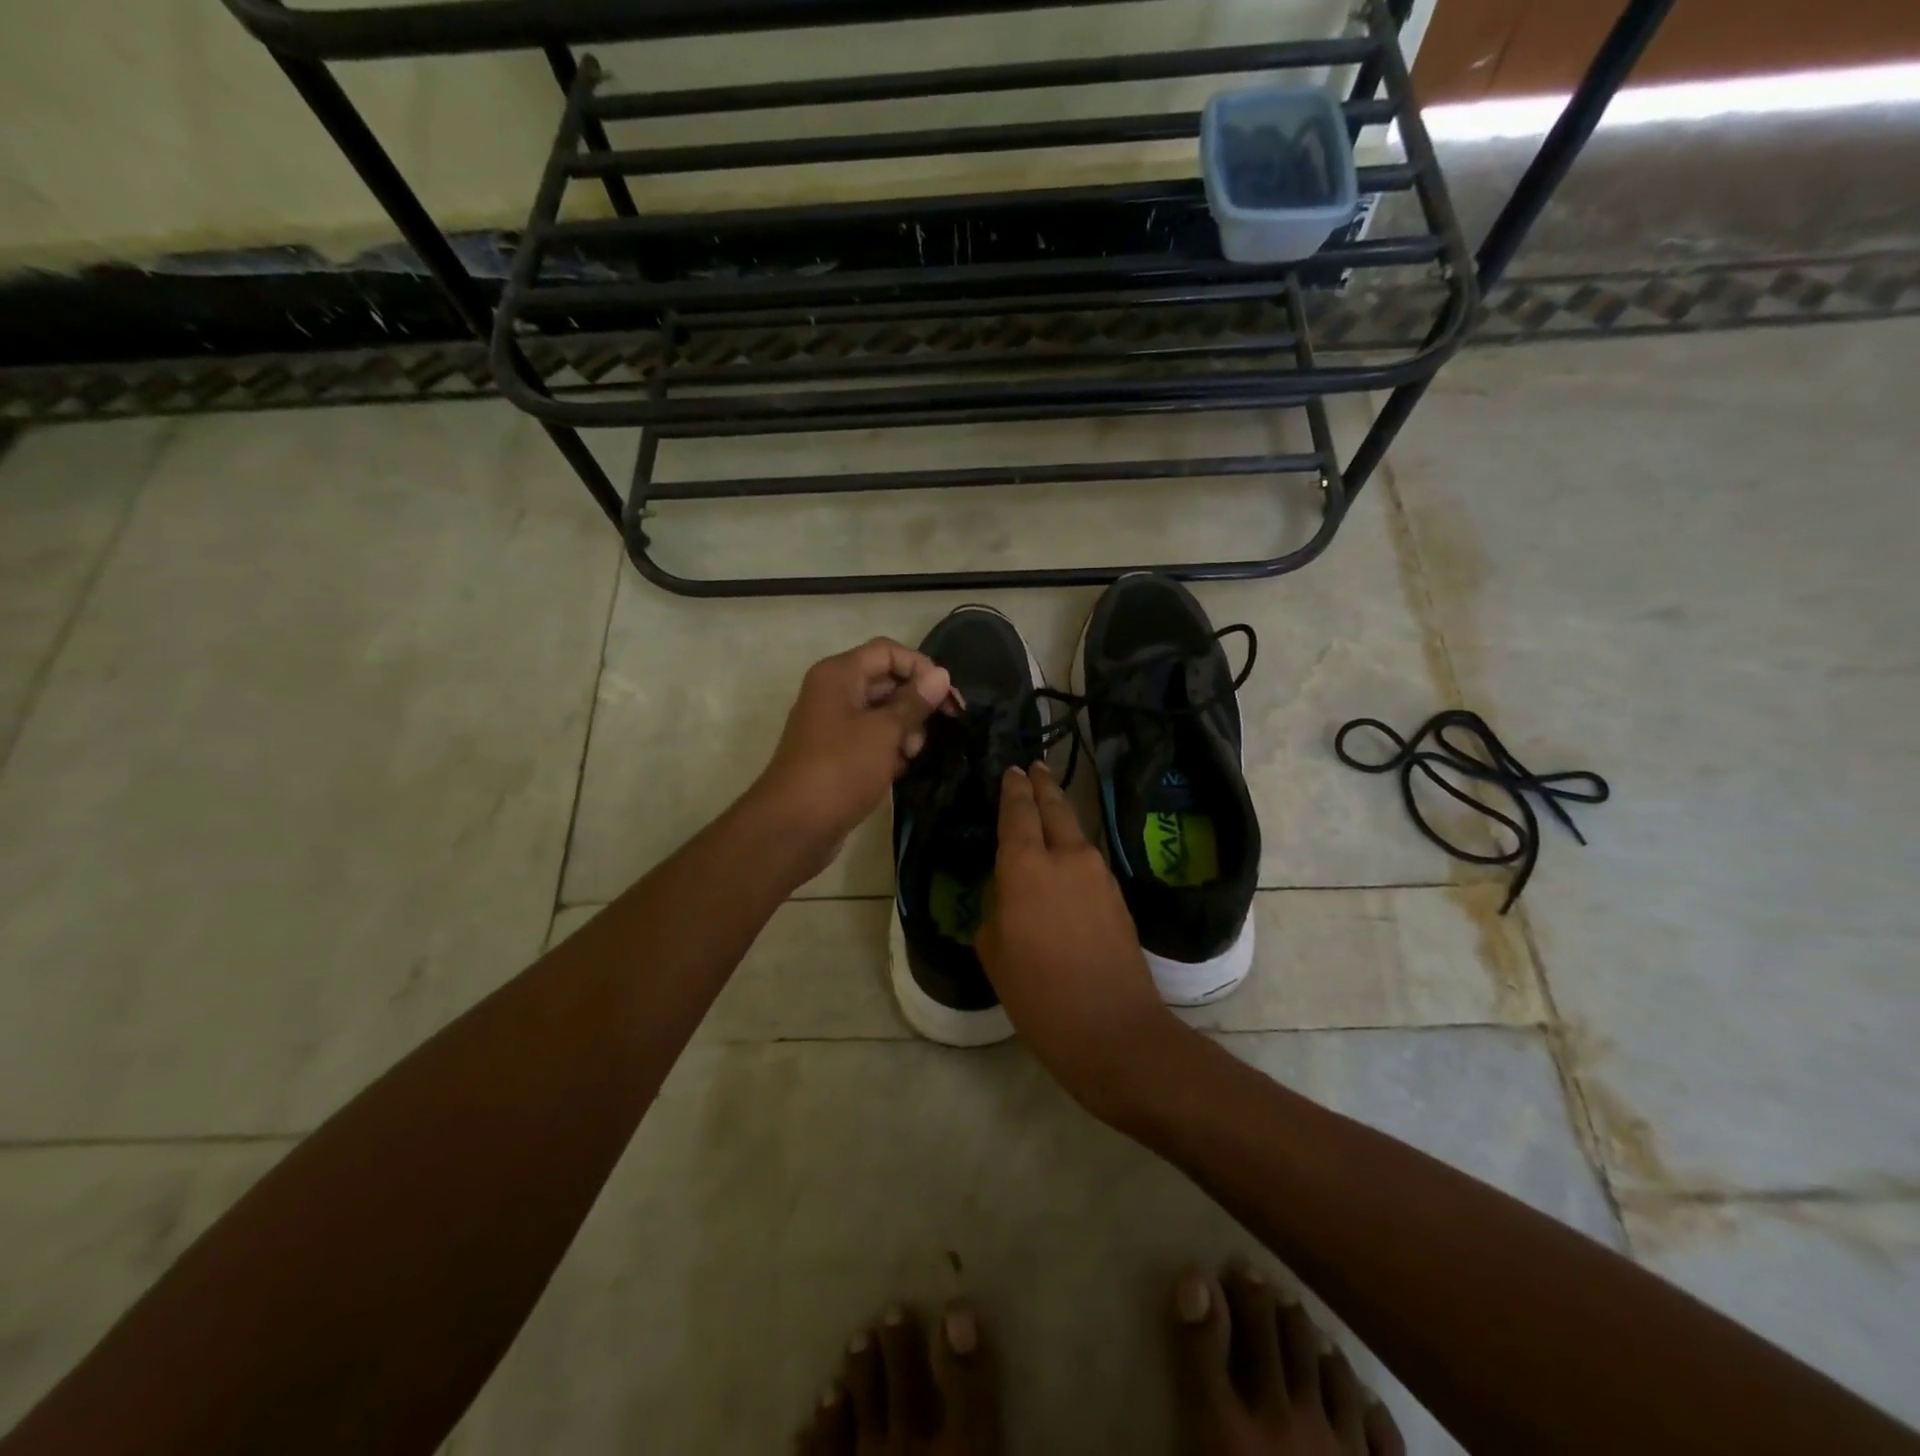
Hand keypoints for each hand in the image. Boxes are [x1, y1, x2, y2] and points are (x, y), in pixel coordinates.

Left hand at [751, 638, 952, 878]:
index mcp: (839, 675)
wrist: (795, 826)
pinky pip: (872, 740)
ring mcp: (834, 724)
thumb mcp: (884, 732)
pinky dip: (890, 750)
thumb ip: (914, 702)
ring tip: (911, 755)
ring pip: (882, 713)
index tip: (948, 697)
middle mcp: (834, 692)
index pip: (888, 652)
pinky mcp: (838, 754)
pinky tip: (900, 770)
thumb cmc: (841, 769)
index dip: (921, 668)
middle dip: (916, 703)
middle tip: (943, 728)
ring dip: (905, 731)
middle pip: (887, 681)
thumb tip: (940, 675)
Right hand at [976, 763, 1181, 1117]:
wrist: (1113, 1029)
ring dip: (1061, 816)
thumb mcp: (995, 950)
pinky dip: (1073, 849)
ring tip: (1046, 810)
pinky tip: (1064, 862)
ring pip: (1076, 832)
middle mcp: (1067, 857)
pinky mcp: (1118, 896)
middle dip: (1044, 785)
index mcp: (1026, 866)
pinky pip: (1088, 860)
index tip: (1012, 770)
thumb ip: (999, 909)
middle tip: (1035, 767)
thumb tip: (1011, 895)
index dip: (1013, 789)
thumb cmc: (1038, 994)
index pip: (1018, 812)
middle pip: (1056, 807)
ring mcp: (1099, 875)